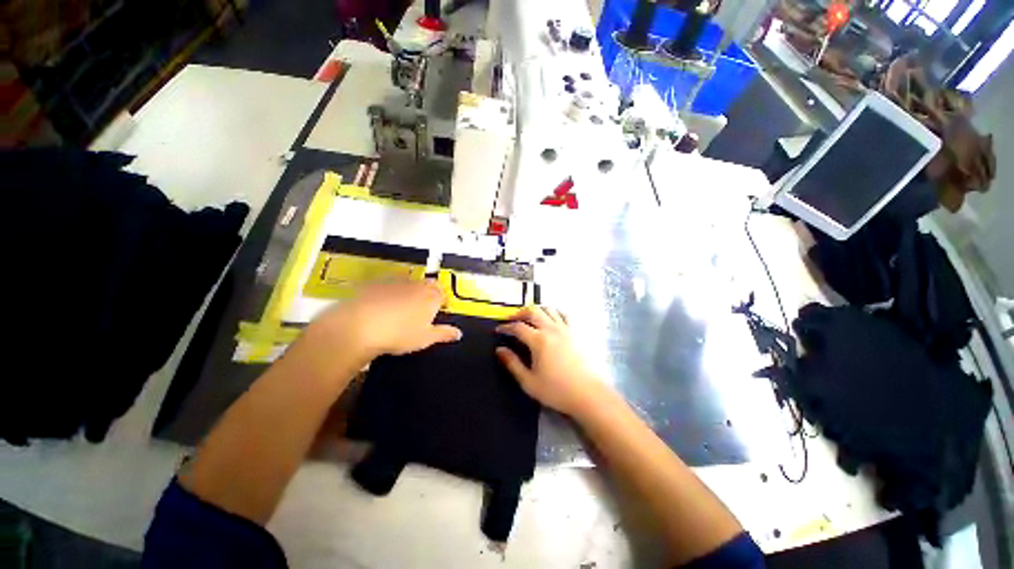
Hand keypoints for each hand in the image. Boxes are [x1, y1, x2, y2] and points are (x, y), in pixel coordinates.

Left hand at [307, 280, 460, 362]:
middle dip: (426, 295)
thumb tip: (456, 333)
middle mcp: (416, 286)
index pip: (443, 293)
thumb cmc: (397, 333)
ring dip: (407, 293)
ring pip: (407, 284)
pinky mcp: (376, 284)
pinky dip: (386, 293)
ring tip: (400, 311)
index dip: (441, 302)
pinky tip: (380, 307)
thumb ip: (444, 334)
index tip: (437, 311)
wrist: (360, 327)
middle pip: (426, 286)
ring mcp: (395, 283)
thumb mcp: (426, 338)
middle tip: (419, 313)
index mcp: (432, 297)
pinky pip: (386, 286)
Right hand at [495, 306, 606, 415]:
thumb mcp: (529, 381)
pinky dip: (554, 312)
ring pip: (548, 309)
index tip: (499, 330)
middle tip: (511, 320)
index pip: (518, 327)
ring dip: (536, 310)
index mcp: (538, 340)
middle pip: (533, 312)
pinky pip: (563, 315)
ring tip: (529, 317)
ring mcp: (565, 329)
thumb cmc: (556, 390)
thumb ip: (512, 364)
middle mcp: (551, 329)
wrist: (588, 394)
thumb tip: (500, 350)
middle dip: (519, 313)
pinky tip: (550, 319)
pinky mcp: (576, 332)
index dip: (506, 327)